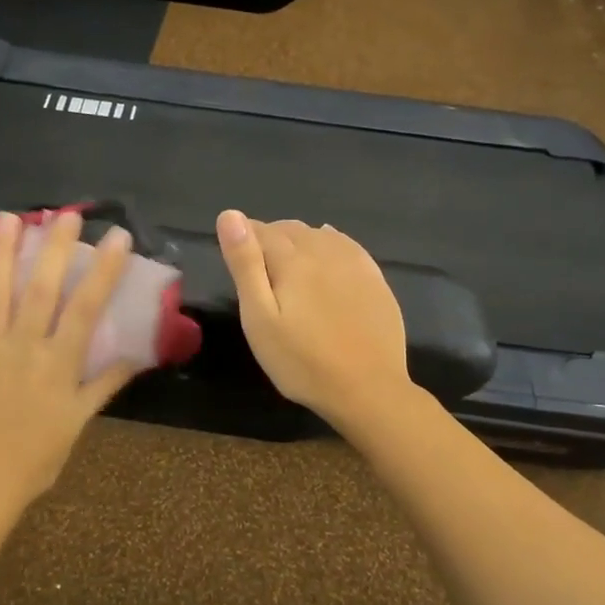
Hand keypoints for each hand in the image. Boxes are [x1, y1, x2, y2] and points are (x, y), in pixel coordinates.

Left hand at [0, 210, 141, 513]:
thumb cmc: (35, 457)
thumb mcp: (78, 421)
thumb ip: (105, 383)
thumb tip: (138, 356)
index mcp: (58, 364)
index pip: (86, 308)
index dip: (104, 270)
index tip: (118, 238)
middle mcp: (24, 347)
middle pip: (40, 289)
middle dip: (54, 247)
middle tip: (65, 214)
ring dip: (3, 251)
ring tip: (10, 217)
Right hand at [215, 210, 412, 433]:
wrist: (367, 389)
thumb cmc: (301, 361)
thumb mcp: (260, 318)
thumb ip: (245, 265)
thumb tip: (230, 215)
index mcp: (292, 260)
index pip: (261, 232)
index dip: (244, 238)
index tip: (236, 255)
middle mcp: (324, 251)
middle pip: (290, 230)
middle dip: (270, 238)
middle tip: (258, 264)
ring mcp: (354, 263)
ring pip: (318, 235)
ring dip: (299, 240)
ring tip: (288, 262)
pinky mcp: (375, 279)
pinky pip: (347, 245)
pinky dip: (329, 242)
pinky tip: (327, 250)